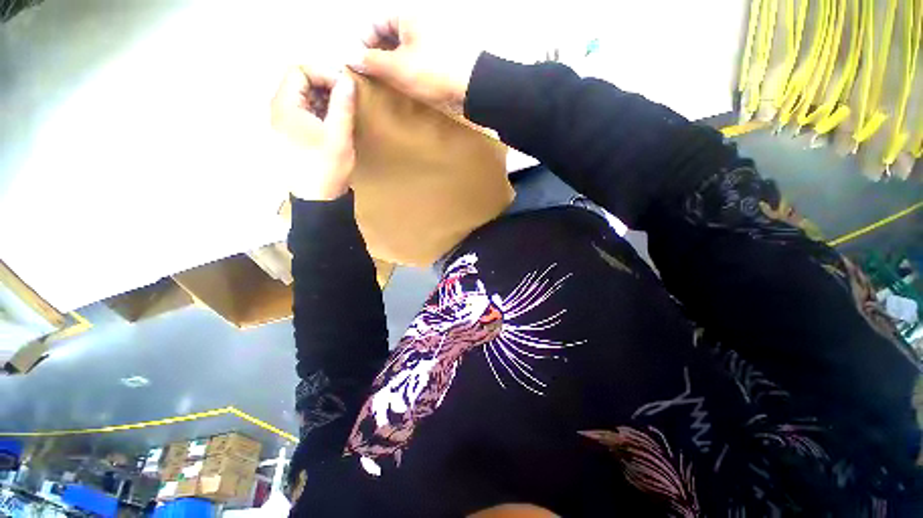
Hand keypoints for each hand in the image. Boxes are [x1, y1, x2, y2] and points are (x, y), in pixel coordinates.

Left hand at [270, 66, 354, 200]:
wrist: (319, 199)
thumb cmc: (327, 167)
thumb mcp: (339, 135)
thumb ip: (342, 104)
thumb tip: (347, 79)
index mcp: (285, 106)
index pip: (299, 71)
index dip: (323, 73)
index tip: (345, 86)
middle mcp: (278, 110)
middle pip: (298, 82)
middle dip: (324, 85)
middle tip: (347, 99)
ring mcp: (283, 123)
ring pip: (302, 98)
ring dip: (324, 99)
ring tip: (343, 112)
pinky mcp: (291, 135)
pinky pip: (304, 113)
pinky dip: (320, 111)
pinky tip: (334, 123)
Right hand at [352, 16, 480, 114]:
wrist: (475, 87)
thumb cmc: (435, 72)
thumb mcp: (398, 68)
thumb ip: (372, 61)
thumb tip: (350, 57)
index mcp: (407, 15)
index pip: (374, 22)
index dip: (362, 43)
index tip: (359, 65)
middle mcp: (421, 22)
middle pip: (390, 35)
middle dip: (378, 56)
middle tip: (374, 78)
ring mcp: (434, 39)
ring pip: (405, 49)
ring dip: (394, 66)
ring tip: (390, 86)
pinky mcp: (444, 56)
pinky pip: (420, 59)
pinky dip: (410, 70)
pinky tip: (408, 86)